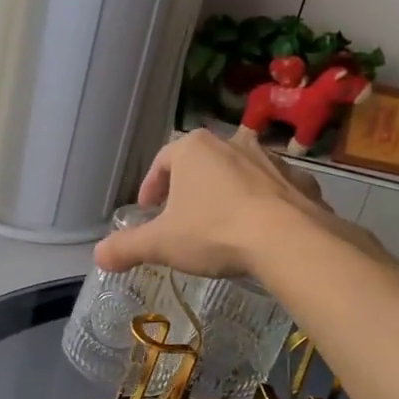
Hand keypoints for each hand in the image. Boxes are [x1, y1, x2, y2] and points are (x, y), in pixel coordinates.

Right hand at [93, 128, 331, 278]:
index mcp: (193, 148)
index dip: (151, 187)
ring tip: (222, 226)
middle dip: (190, 189)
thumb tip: (98, 256)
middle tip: (182, 219)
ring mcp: (270, 159)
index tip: (149, 211)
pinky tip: (261, 231)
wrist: (288, 240)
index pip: (162, 162)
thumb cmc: (214, 232)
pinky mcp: (300, 181)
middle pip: (201, 164)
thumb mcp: (161, 244)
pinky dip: (265, 204)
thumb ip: (126, 247)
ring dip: (228, 194)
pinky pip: (275, 190)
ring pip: (240, 173)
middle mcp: (232, 142)